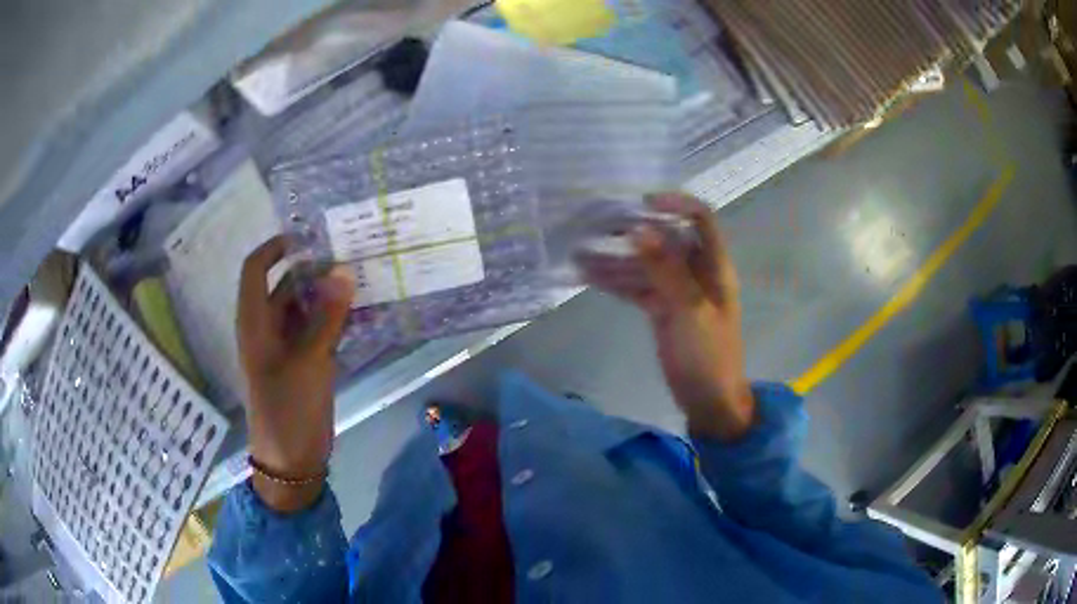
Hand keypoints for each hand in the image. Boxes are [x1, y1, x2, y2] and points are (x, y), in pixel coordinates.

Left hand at [237, 236, 354, 510]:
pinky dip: (335, 319)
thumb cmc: (288, 409)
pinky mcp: (304, 363)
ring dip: (328, 294)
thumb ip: (327, 316)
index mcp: (255, 322)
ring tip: (361, 279)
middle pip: (285, 285)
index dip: (276, 248)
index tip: (308, 236)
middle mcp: (267, 327)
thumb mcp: (308, 361)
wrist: (292, 459)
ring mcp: (286, 346)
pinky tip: (361, 313)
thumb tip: (343, 271)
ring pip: (304, 307)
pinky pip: (318, 330)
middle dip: (312, 269)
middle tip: (350, 256)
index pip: (256, 269)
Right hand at [578, 193, 754, 440]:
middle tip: (595, 225)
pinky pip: (637, 287)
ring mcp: (677, 290)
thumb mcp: (689, 310)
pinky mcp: (661, 309)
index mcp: (714, 266)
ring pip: (645, 265)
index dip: (674, 203)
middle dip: (632, 230)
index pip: (700, 219)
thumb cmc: (708, 355)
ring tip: (579, 253)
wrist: (709, 400)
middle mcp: (696, 271)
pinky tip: (588, 275)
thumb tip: (638, 229)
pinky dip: (615, 281)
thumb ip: (665, 269)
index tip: (640, 203)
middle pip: (664, 239)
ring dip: (615, 259)